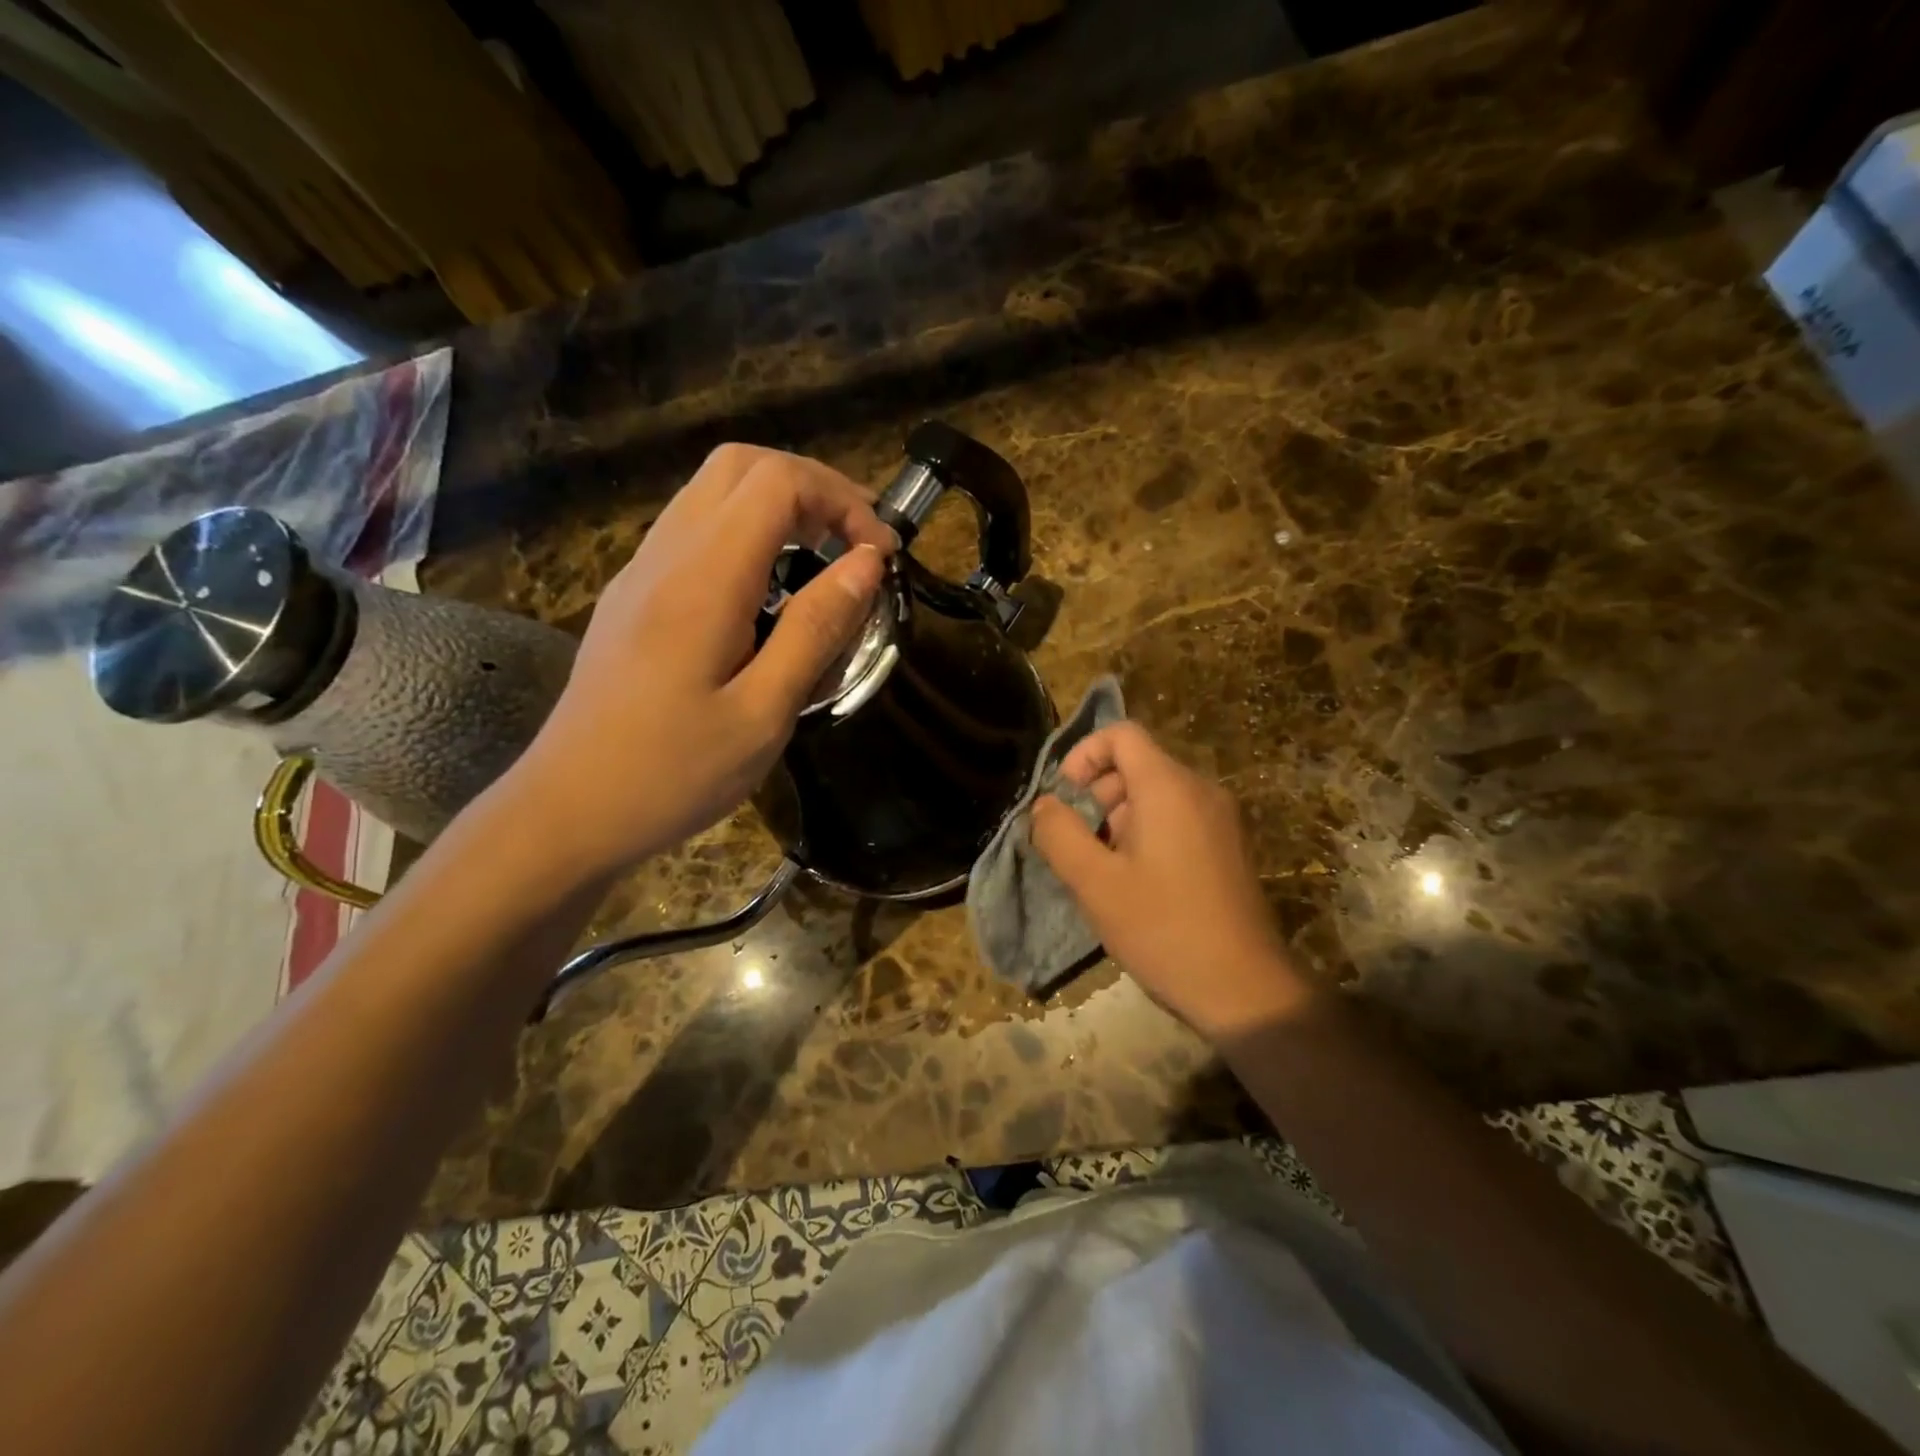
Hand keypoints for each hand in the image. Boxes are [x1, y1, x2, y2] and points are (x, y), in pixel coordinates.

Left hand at [512, 444, 895, 877]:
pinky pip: (694, 530)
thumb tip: (866, 564)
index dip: (841, 500)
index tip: (880, 555)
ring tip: (824, 560)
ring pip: (712, 492)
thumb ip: (817, 630)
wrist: (569, 810)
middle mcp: (666, 557)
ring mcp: (641, 572)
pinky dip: (747, 532)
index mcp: (702, 581)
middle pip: (740, 466)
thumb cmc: (673, 774)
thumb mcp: (763, 714)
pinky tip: (770, 592)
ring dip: (778, 505)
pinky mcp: (633, 596)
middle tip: (855, 542)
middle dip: (812, 488)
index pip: (776, 482)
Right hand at [1032, 722, 1308, 1040]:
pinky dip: (1145, 834)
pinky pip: (1176, 818)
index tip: (1063, 798)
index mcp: (1168, 787)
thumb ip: (1059, 834)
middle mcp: (1199, 790)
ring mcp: (1219, 818)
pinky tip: (1135, 883)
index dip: (1083, 756)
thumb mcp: (1095, 883)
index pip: (1121, 734)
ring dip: (1118, 819)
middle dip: (1096, 795)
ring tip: (1104, 871)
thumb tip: (1044, 805)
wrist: (1244, 988)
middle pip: (1136, 764)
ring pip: (1154, 794)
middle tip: (1078, 845)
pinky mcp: (1227, 846)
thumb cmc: (1163, 928)